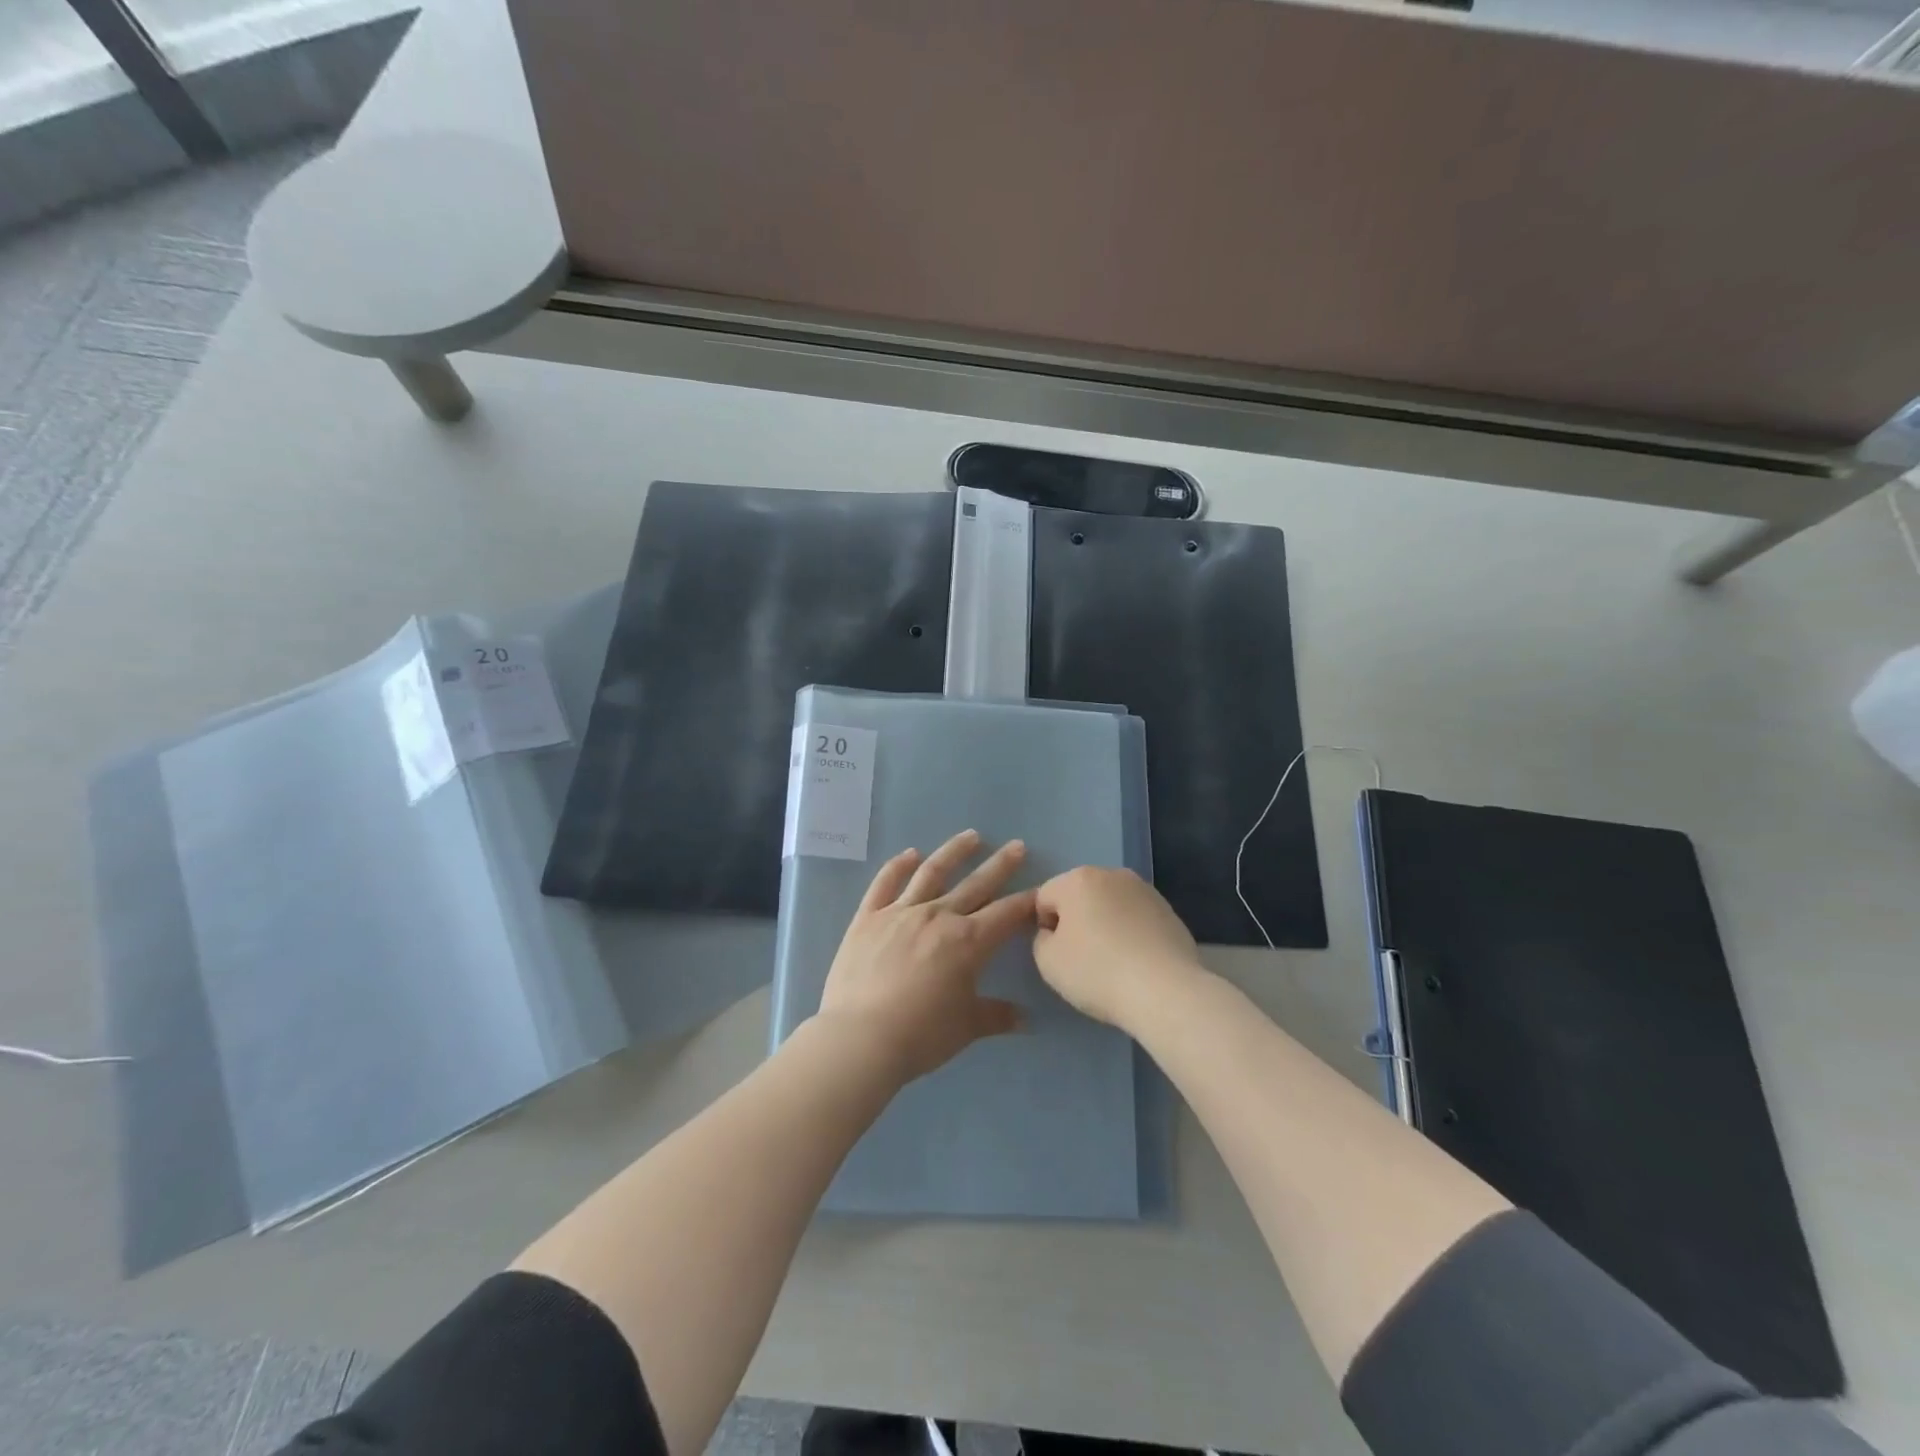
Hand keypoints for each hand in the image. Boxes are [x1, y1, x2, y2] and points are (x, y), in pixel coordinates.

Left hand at [815, 830, 1034, 1084]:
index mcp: (968, 941)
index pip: (1006, 914)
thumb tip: (1026, 1020)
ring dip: (954, 852)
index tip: (1041, 889)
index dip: (1026, 901)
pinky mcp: (868, 917)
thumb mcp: (966, 1028)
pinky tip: (910, 854)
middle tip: (1017, 845)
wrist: (860, 1038)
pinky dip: (898, 865)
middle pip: (976, 884)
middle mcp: (938, 916)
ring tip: (971, 836)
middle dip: (1000, 865)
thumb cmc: (920, 1035)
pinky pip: (885, 883)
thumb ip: (997, 1016)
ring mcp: (901, 912)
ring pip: (933, 873)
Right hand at [1033, 866, 1207, 1031]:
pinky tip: (1136, 962)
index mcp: (1077, 879)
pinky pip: (1136, 918)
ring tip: (1113, 961)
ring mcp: (1144, 889)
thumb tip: (1054, 933)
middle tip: (1082, 958)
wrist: (1165, 991)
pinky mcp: (1169, 910)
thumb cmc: (1097, 972)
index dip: (1044, 927)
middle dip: (1076, 921)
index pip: (1044, 897)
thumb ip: (1041, 939)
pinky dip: (1130, 933)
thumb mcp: (1048, 962)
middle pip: (1079, 896)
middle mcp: (1111, 874)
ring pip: (1110, 905)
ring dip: (1105, 924)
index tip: (1057, 954)